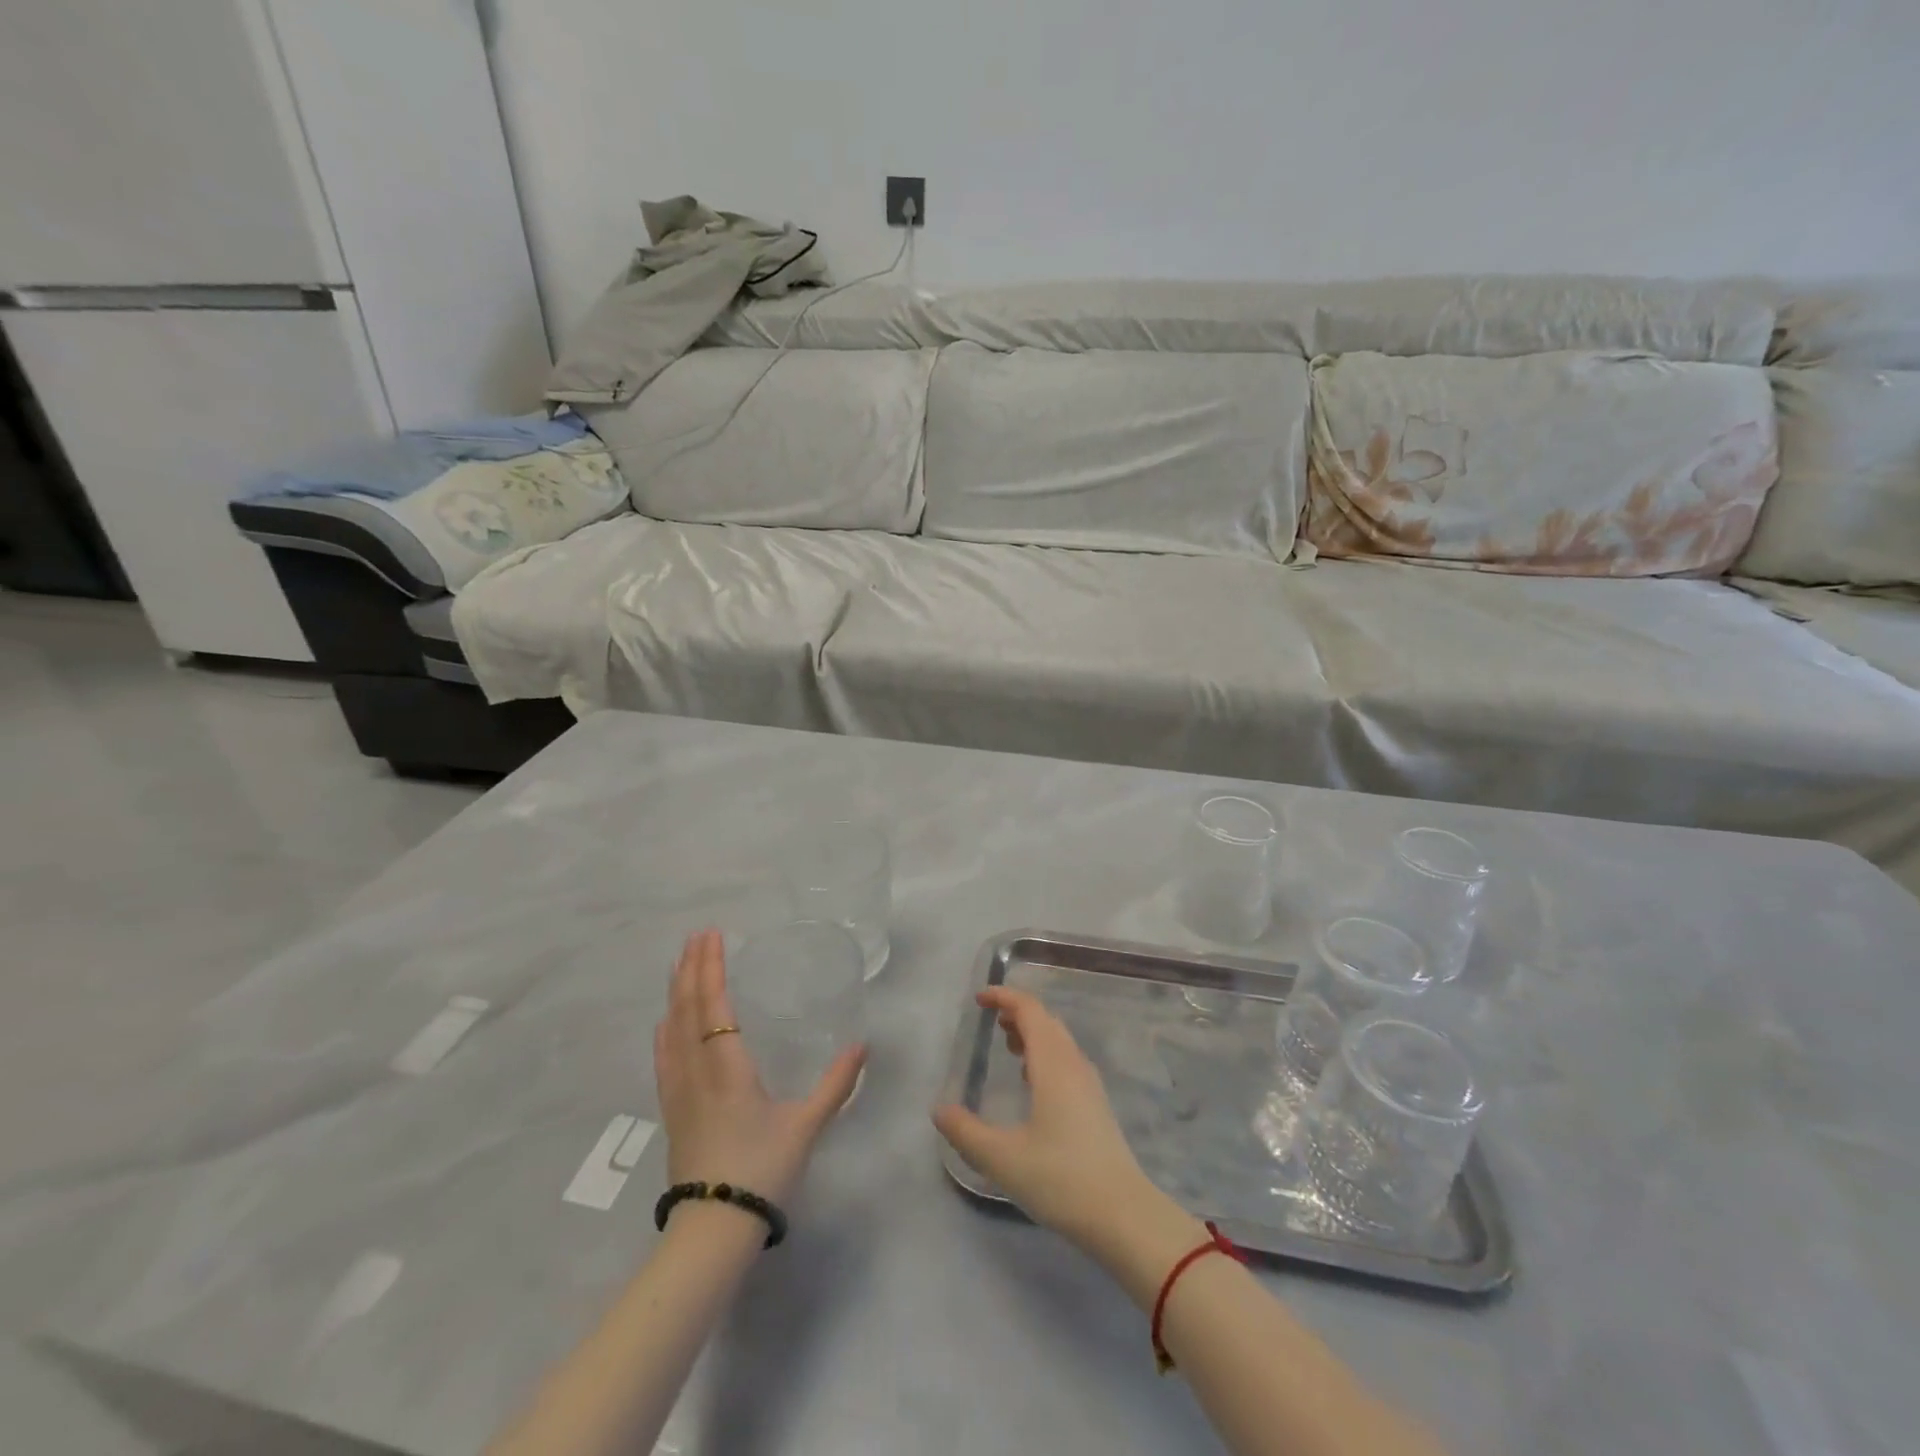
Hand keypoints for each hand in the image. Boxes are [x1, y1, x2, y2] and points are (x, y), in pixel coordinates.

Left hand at [654, 929, 865, 1206]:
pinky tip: (664, 1021)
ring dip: (676, 993)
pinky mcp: (672, 1110)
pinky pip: (664, 1055)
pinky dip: (666, 1027)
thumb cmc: (762, 1171)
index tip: (711, 936)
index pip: (714, 1006)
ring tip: (679, 964)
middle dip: (692, 969)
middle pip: (688, 1010)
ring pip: (671, 1030)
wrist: (713, 1230)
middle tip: (696, 936)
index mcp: (728, 1069)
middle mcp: (697, 1071)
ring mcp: (679, 1091)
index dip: (711, 969)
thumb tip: (863, 1046)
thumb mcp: (807, 1126)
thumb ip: (835, 1084)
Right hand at [932, 986, 1167, 1250]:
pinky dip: (1045, 1056)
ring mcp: (1089, 1084)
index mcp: (1052, 1064)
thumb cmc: (1061, 1179)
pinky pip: (1067, 1061)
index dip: (1004, 997)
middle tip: (991, 1021)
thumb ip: (966, 1133)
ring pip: (1059, 1042)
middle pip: (1046, 1021)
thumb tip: (939, 1110)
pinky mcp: (1096, 1105)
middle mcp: (1073, 1064)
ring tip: (1007, 1046)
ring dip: (1032, 1034)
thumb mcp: (1002, 1159)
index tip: (979, 999)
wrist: (1123, 1215)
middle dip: (1017, 1013)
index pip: (1029, 1010)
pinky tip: (1033, 1083)